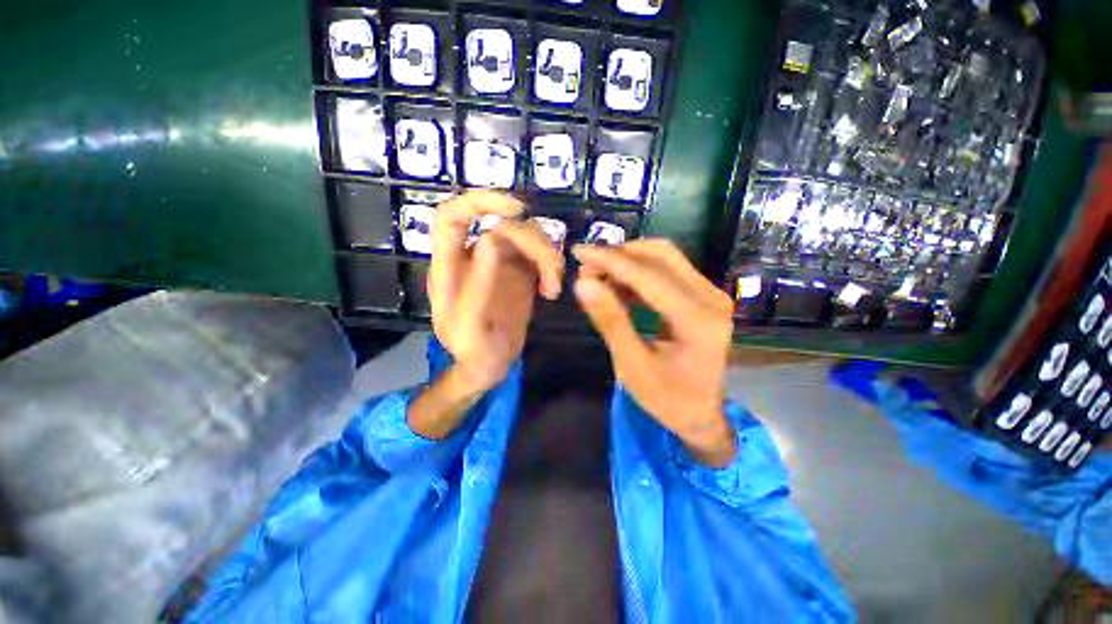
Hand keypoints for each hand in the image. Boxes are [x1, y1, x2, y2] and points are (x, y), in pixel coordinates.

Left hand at [410, 191, 563, 438]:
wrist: (488, 367)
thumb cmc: (473, 352)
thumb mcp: (472, 325)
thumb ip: (479, 284)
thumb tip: (493, 240)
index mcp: (450, 266)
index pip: (453, 216)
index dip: (481, 201)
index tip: (518, 209)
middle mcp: (474, 257)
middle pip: (505, 226)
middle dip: (534, 243)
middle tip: (553, 272)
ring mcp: (499, 265)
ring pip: (527, 237)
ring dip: (548, 257)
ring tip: (553, 288)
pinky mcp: (519, 275)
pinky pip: (539, 257)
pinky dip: (551, 268)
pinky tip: (551, 292)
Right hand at [572, 239, 736, 466]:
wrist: (700, 414)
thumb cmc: (666, 398)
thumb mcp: (631, 365)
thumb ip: (610, 321)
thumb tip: (582, 283)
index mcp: (698, 321)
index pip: (649, 277)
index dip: (610, 261)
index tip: (578, 251)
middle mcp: (711, 299)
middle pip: (661, 256)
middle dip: (619, 255)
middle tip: (586, 267)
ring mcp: (711, 294)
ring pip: (665, 258)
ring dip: (628, 260)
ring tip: (597, 273)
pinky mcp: (703, 296)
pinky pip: (668, 270)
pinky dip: (639, 271)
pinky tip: (617, 283)